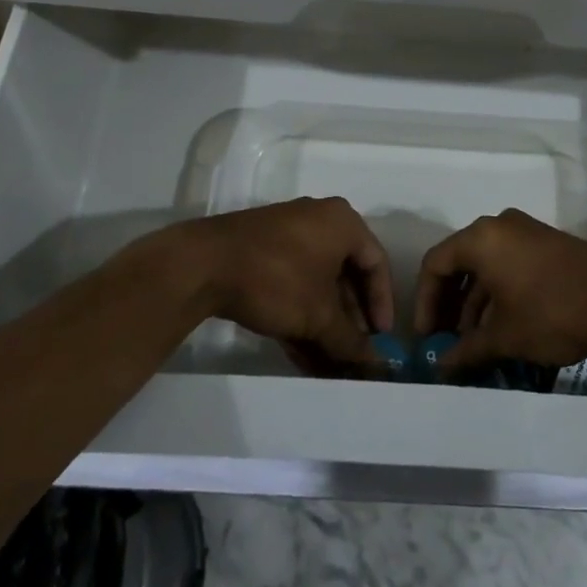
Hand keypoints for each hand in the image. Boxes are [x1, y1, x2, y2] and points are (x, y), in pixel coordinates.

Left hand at [190, 197, 393, 371]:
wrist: (205, 264)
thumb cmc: (278, 279)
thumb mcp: (319, 315)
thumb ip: (350, 340)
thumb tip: (375, 364)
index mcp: (342, 223)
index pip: (376, 262)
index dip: (382, 302)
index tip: (380, 338)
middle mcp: (319, 221)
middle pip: (346, 275)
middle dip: (350, 320)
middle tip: (354, 353)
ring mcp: (288, 235)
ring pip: (317, 284)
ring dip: (325, 325)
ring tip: (329, 365)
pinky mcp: (263, 252)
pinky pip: (293, 284)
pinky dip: (301, 316)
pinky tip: (302, 356)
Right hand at [413, 208, 586, 377]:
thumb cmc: (550, 311)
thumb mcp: (504, 336)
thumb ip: (467, 349)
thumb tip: (442, 366)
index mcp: (481, 238)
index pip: (436, 264)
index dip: (425, 302)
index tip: (426, 337)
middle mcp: (499, 226)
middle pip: (460, 262)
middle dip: (449, 304)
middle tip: (445, 340)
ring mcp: (526, 233)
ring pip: (486, 266)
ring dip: (475, 302)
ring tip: (474, 342)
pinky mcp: (547, 245)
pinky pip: (509, 265)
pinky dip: (498, 293)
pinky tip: (502, 327)